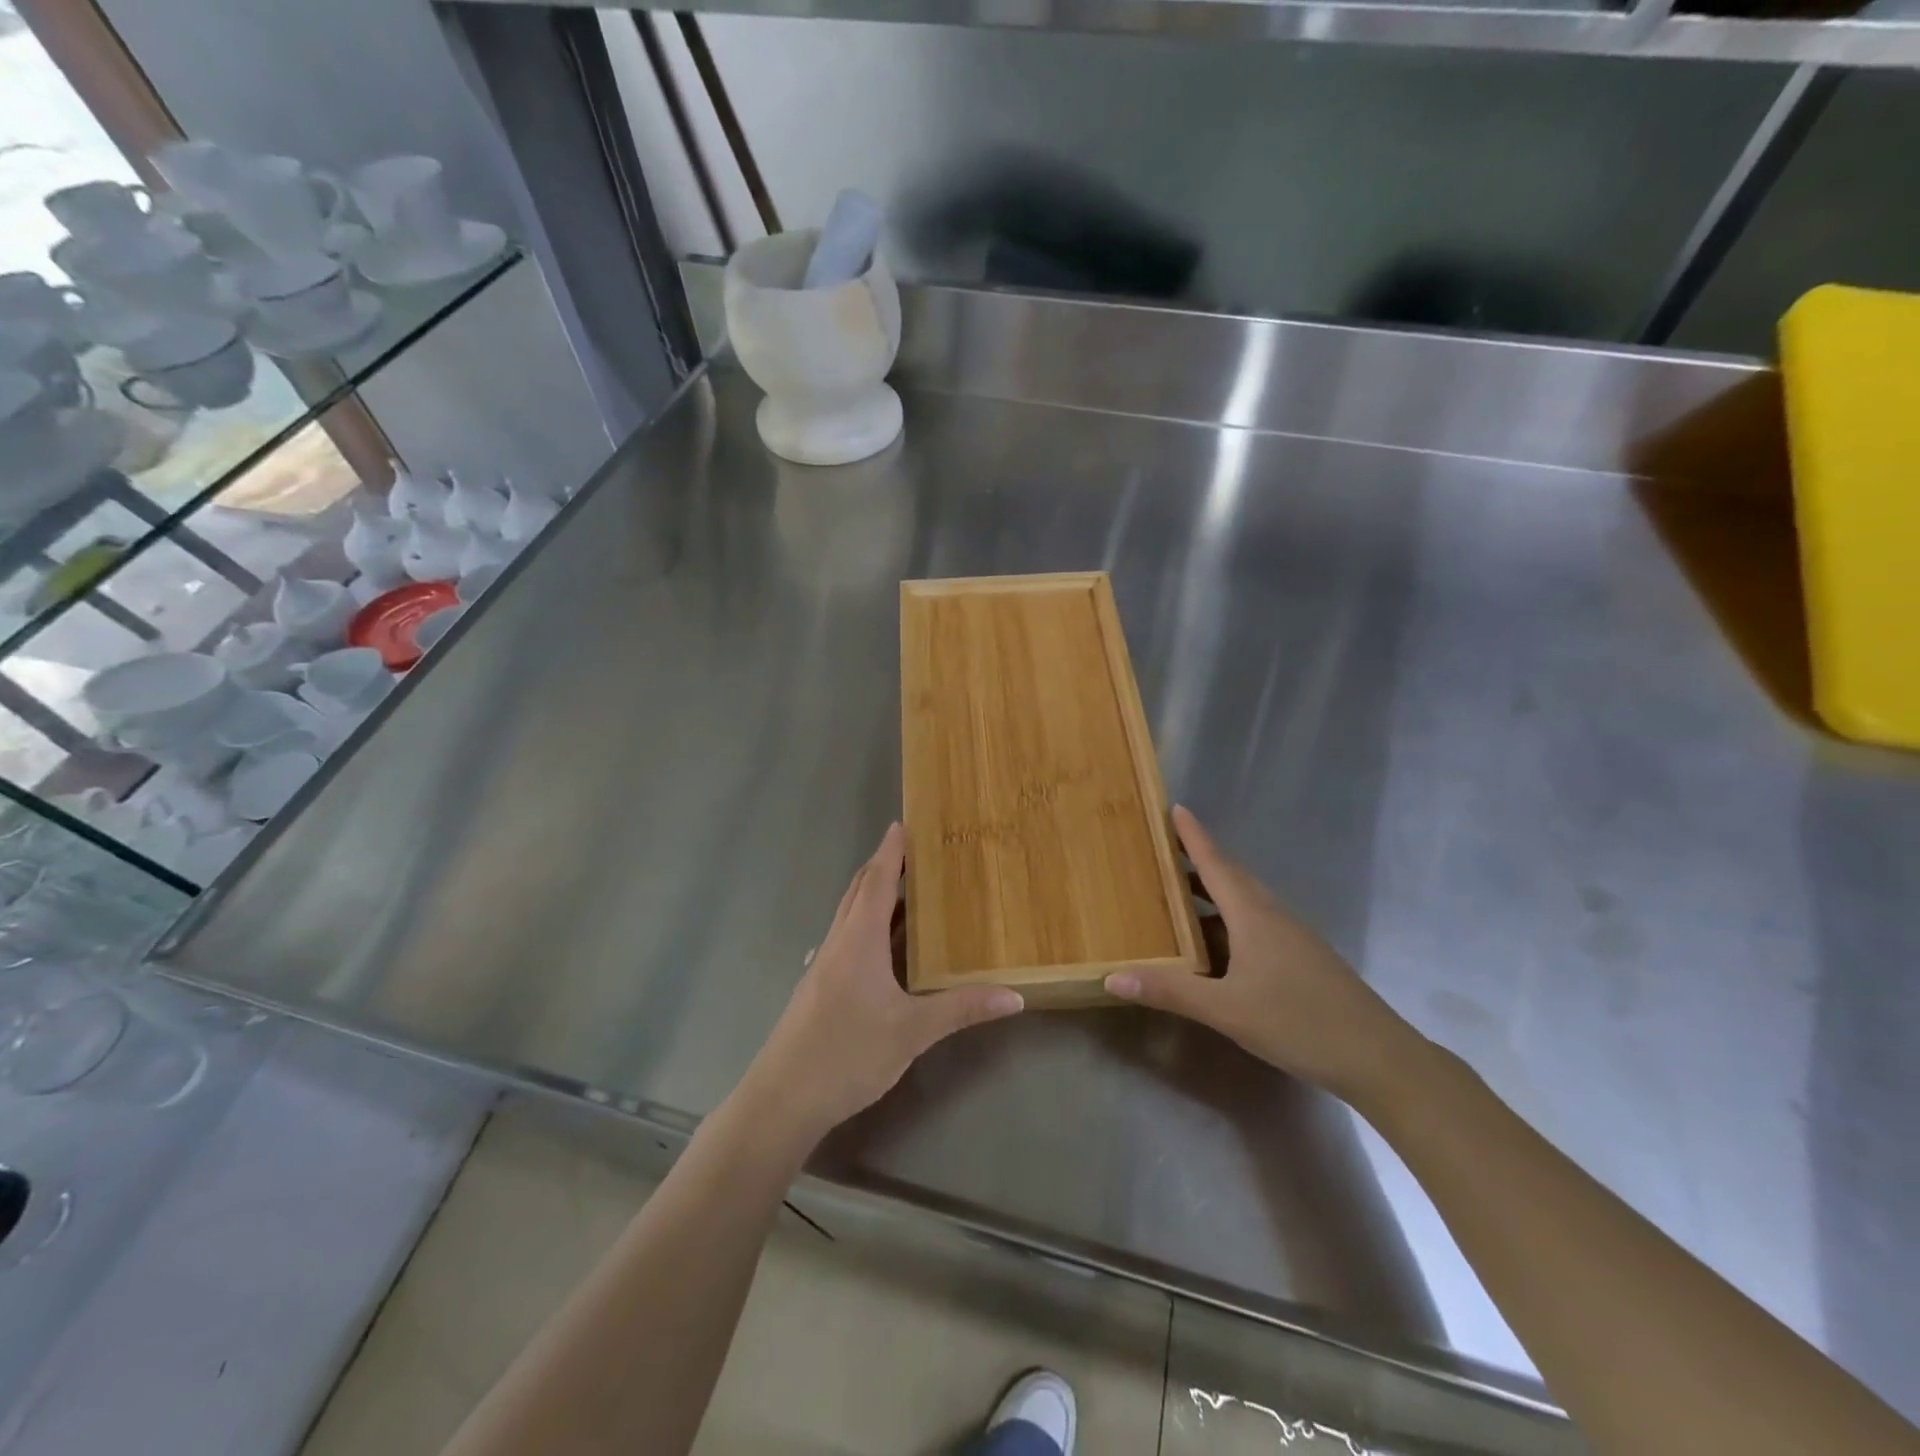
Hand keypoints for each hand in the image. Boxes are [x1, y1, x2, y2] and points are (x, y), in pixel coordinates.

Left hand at [738, 823, 1024, 1145]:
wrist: (781, 1099)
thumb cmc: (848, 1053)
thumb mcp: (912, 1032)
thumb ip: (962, 1009)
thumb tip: (1015, 996)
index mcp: (859, 940)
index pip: (877, 881)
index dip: (891, 851)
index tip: (903, 824)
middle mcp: (838, 943)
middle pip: (859, 891)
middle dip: (883, 867)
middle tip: (914, 853)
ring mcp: (824, 965)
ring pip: (850, 916)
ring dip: (874, 895)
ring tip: (906, 891)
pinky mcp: (818, 988)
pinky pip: (847, 939)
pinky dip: (867, 925)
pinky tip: (883, 948)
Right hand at [1106, 807, 1422, 1106]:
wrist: (1379, 1058)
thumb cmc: (1299, 1022)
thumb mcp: (1227, 1010)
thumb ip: (1170, 991)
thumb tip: (1112, 978)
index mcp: (1254, 916)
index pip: (1217, 864)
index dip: (1194, 837)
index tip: (1176, 808)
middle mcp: (1273, 916)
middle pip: (1231, 878)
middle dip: (1198, 861)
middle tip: (1163, 852)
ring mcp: (1291, 938)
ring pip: (1245, 903)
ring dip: (1212, 894)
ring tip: (1178, 896)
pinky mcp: (1301, 960)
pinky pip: (1255, 925)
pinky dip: (1227, 923)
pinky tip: (1213, 949)